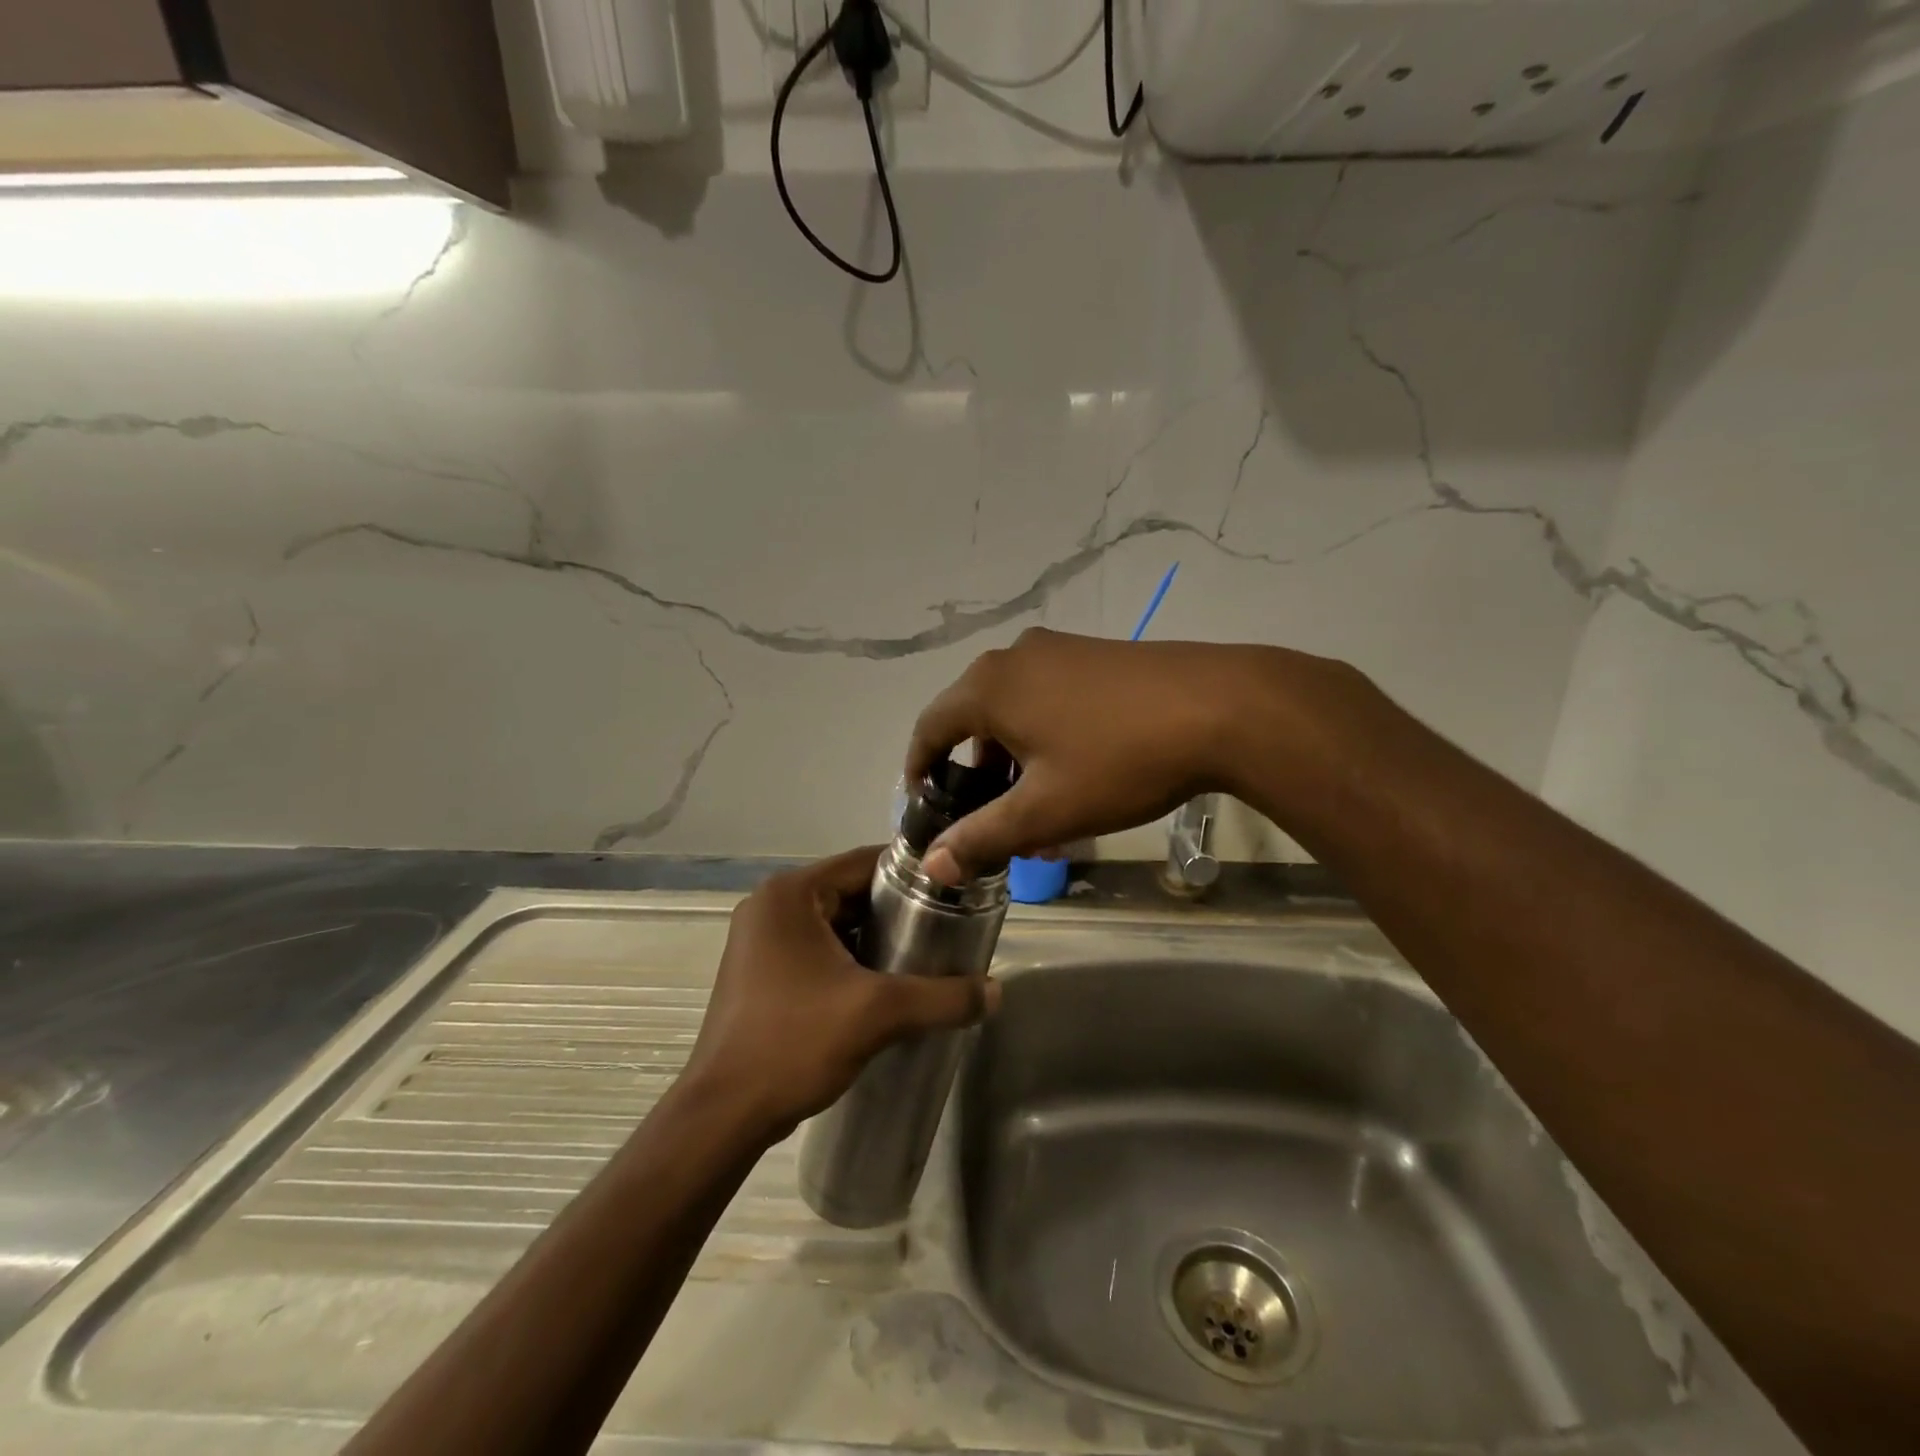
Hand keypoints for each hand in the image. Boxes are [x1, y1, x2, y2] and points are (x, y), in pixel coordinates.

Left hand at [683, 847, 997, 1140]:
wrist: (723, 1115)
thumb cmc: (794, 1043)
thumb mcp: (878, 1014)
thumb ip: (942, 997)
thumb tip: (996, 992)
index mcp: (790, 893)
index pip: (865, 862)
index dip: (913, 874)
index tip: (954, 892)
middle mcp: (771, 905)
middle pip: (851, 892)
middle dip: (898, 912)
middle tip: (945, 932)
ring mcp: (761, 939)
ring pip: (836, 923)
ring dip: (876, 939)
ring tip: (923, 960)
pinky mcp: (761, 971)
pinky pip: (818, 949)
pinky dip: (851, 959)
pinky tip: (884, 986)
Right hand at [907, 628, 1348, 880]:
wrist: (1225, 707)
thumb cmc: (1121, 760)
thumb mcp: (1046, 811)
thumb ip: (983, 837)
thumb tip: (932, 865)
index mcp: (989, 686)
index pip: (930, 727)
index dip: (919, 768)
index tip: (924, 804)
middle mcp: (1015, 656)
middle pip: (973, 717)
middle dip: (975, 770)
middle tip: (990, 816)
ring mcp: (1060, 648)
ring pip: (1015, 708)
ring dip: (1014, 755)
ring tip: (1038, 801)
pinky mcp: (1097, 653)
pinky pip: (1048, 695)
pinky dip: (1044, 733)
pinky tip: (1076, 768)